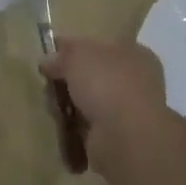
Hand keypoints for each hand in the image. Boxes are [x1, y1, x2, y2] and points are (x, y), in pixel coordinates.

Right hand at [39, 38, 165, 172]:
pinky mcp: (119, 138)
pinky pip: (90, 127)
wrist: (125, 138)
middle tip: (48, 83)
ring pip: (92, 102)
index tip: (52, 57)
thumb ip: (62, 54)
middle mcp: (137, 81)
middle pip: (95, 75)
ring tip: (50, 106)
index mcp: (135, 54)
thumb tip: (48, 61)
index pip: (102, 46)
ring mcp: (130, 112)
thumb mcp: (77, 55)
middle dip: (71, 80)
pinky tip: (59, 126)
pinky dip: (75, 128)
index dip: (77, 49)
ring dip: (72, 106)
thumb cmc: (107, 84)